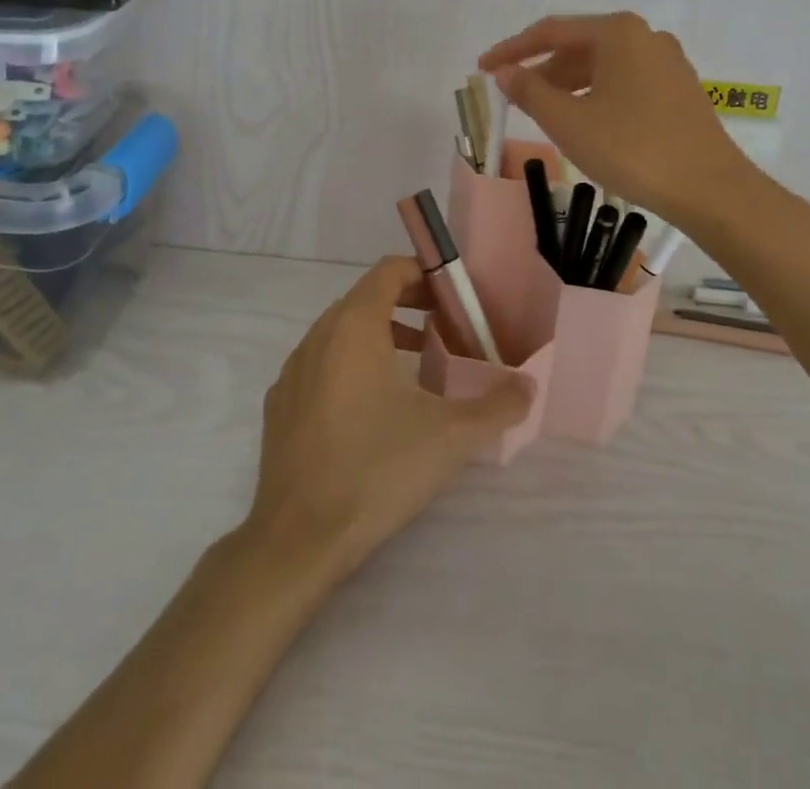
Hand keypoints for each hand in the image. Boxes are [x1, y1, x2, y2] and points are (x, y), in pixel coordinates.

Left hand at [246, 257, 532, 580]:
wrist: (297, 538)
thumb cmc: (376, 470)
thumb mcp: (450, 437)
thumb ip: (497, 405)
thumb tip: (528, 386)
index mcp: (354, 326)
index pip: (389, 271)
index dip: (424, 274)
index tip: (454, 298)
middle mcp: (318, 335)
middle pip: (366, 296)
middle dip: (409, 304)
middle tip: (446, 329)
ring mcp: (293, 369)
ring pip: (342, 331)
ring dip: (382, 334)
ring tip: (420, 364)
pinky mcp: (280, 403)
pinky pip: (321, 362)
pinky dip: (351, 364)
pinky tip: (374, 408)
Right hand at [479, 12, 751, 225]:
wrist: (709, 188)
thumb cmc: (632, 148)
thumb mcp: (568, 121)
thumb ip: (530, 91)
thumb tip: (505, 73)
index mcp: (618, 32)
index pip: (551, 31)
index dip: (512, 50)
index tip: (483, 68)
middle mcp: (645, 36)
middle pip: (579, 46)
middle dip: (542, 70)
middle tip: (513, 97)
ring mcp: (667, 62)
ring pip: (603, 66)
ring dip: (568, 86)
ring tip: (543, 114)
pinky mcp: (679, 89)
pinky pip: (624, 81)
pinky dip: (595, 95)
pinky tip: (584, 122)